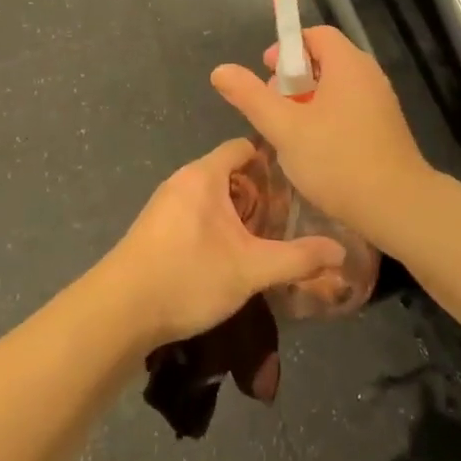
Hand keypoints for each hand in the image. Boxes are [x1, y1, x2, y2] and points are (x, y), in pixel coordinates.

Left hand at [103, 138, 346, 347]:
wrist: (119, 313)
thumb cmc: (188, 276)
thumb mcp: (251, 269)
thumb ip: (298, 258)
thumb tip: (341, 250)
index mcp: (203, 175)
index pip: (242, 147)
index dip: (272, 161)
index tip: (298, 183)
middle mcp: (182, 181)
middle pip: (229, 173)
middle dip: (258, 194)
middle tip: (287, 220)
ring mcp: (164, 205)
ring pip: (211, 198)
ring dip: (237, 215)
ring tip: (264, 241)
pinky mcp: (154, 230)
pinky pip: (194, 215)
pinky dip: (216, 227)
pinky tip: (229, 258)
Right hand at [210, 25, 434, 236]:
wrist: (397, 206)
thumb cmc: (337, 160)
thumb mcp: (284, 128)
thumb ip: (251, 97)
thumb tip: (220, 69)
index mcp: (348, 64)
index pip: (315, 35)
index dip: (286, 49)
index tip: (266, 75)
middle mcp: (368, 75)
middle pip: (324, 60)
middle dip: (292, 79)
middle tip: (273, 109)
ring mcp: (380, 102)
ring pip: (335, 88)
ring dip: (307, 103)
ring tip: (289, 133)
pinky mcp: (385, 128)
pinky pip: (349, 108)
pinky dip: (327, 118)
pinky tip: (314, 150)